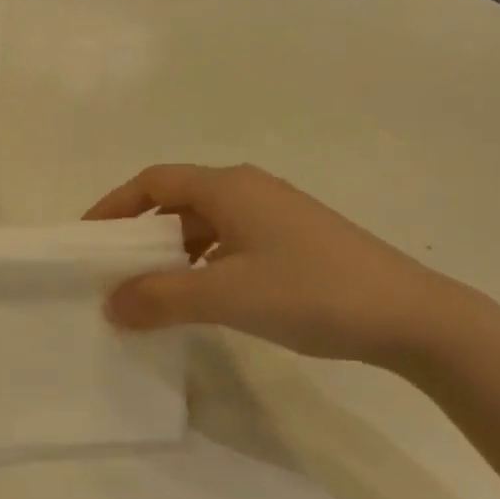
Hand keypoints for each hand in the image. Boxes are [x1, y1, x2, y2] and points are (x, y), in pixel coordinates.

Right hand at [84, 163, 469, 368]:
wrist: (411, 316)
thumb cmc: (311, 292)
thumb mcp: (226, 295)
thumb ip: (161, 298)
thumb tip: (109, 305)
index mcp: (228, 187)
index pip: (153, 182)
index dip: (115, 206)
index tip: (88, 240)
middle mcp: (249, 190)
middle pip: (177, 201)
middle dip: (141, 235)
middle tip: (114, 272)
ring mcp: (276, 215)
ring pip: (205, 225)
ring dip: (173, 254)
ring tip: (151, 292)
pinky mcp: (295, 242)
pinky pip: (230, 243)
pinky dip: (204, 265)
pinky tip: (203, 299)